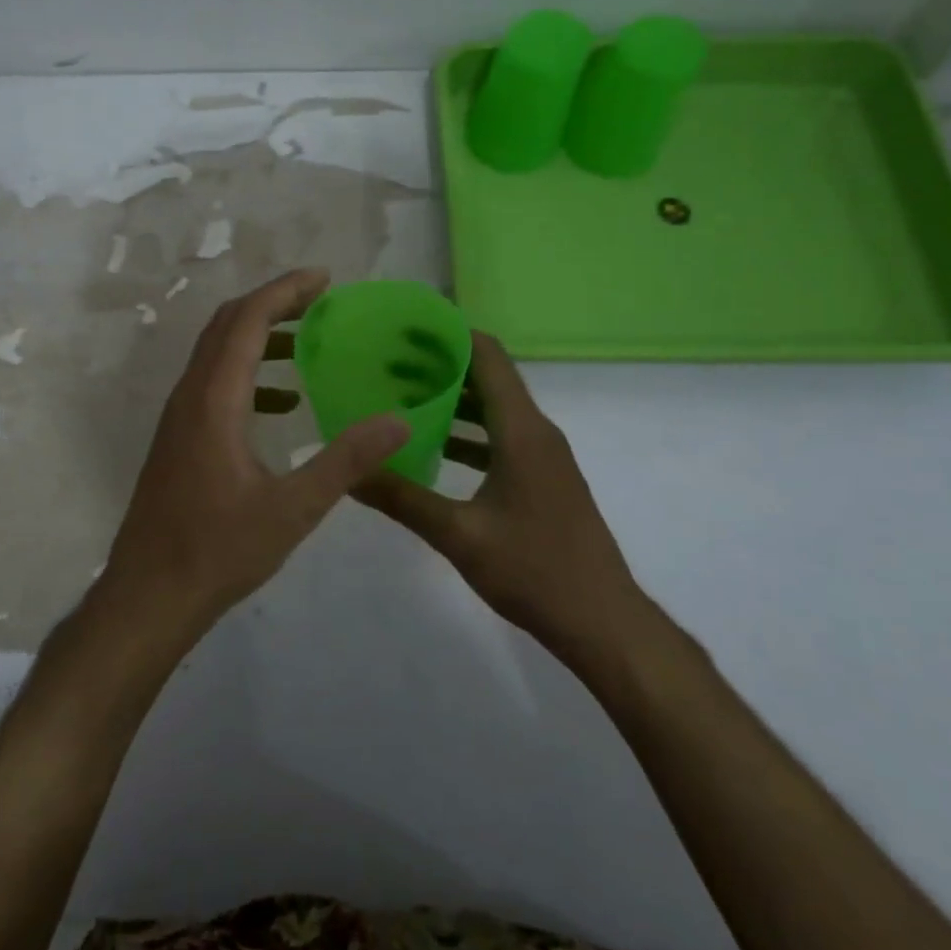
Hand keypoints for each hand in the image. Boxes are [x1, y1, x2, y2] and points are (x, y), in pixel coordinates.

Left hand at [102, 268, 409, 636]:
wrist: (149, 595)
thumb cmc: (219, 551)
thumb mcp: (293, 509)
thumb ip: (346, 461)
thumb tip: (399, 421)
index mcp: (214, 400)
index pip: (248, 321)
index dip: (286, 290)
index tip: (325, 278)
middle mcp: (190, 396)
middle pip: (228, 325)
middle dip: (274, 303)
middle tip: (322, 300)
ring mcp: (179, 417)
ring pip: (217, 352)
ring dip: (261, 335)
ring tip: (310, 340)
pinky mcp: (178, 438)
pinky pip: (214, 383)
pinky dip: (250, 373)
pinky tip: (284, 402)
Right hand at [355, 332, 646, 649]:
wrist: (603, 622)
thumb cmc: (534, 570)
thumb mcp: (458, 535)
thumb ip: (401, 498)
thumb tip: (348, 473)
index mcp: (521, 430)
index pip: (487, 356)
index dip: (449, 334)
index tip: (405, 328)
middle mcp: (536, 432)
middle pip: (487, 378)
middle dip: (440, 365)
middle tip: (387, 363)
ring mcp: (543, 456)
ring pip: (493, 410)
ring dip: (451, 400)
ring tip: (400, 398)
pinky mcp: (542, 479)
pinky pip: (500, 438)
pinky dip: (466, 433)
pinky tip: (432, 448)